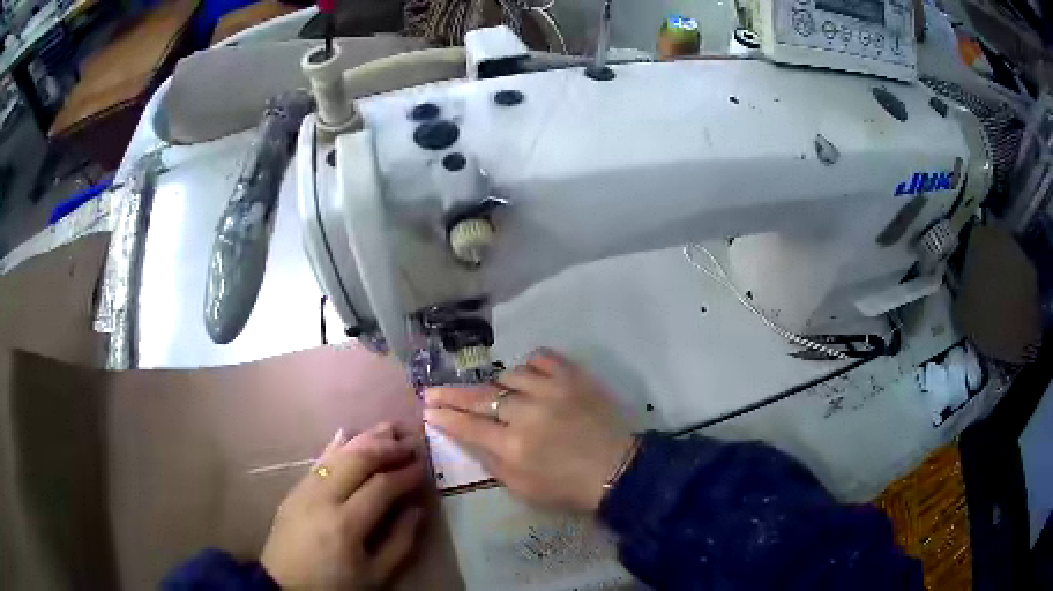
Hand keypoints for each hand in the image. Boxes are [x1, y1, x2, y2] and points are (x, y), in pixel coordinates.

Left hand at [260, 423, 425, 589]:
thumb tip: (416, 509)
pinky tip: (350, 434)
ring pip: (337, 453)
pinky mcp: (295, 489)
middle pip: (357, 459)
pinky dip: (337, 445)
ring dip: (365, 438)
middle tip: (410, 439)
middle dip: (387, 446)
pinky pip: (319, 459)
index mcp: (346, 523)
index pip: (381, 486)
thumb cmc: (335, 584)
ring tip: (388, 429)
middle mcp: (323, 497)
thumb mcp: (375, 575)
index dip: (405, 473)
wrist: (285, 585)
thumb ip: (401, 542)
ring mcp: (305, 489)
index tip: (423, 465)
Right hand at [424, 348, 634, 511]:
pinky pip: (541, 358)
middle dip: (450, 394)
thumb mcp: (523, 489)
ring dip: (499, 386)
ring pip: (508, 375)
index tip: (427, 409)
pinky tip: (529, 376)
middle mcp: (527, 414)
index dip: (444, 417)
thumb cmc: (568, 487)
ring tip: (502, 396)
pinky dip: (530, 365)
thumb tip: (469, 437)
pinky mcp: (573, 377)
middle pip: (479, 397)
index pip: (467, 426)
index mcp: (513, 447)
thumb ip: (492, 462)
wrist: (619, 470)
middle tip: (432, 391)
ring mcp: (551, 391)